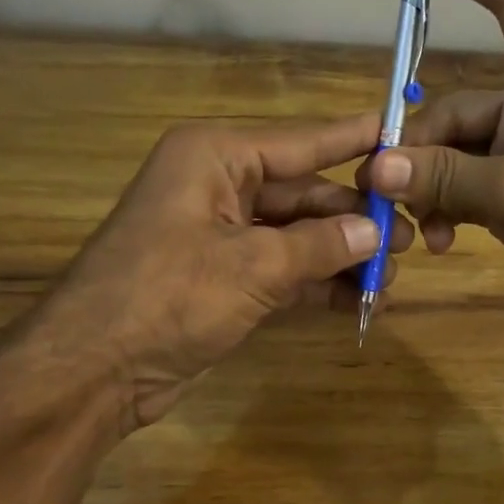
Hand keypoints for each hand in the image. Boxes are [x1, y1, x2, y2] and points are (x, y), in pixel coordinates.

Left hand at [28, 115, 411, 431]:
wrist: (94, 369)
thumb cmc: (169, 297)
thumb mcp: (252, 267)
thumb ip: (318, 246)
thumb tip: (374, 232)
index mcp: (215, 158)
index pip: (300, 143)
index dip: (351, 141)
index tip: (399, 134)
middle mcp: (217, 187)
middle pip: (301, 194)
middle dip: (353, 219)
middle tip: (409, 238)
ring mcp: (218, 236)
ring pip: (294, 236)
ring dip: (339, 256)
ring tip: (392, 277)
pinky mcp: (220, 279)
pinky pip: (280, 270)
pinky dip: (314, 284)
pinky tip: (358, 300)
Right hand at [359, 0, 503, 328]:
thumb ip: (449, 178)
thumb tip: (378, 167)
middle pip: (453, 108)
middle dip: (418, 149)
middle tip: (385, 187)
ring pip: (450, 155)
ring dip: (427, 189)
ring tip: (419, 229)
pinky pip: (460, 188)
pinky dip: (443, 210)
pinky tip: (438, 241)